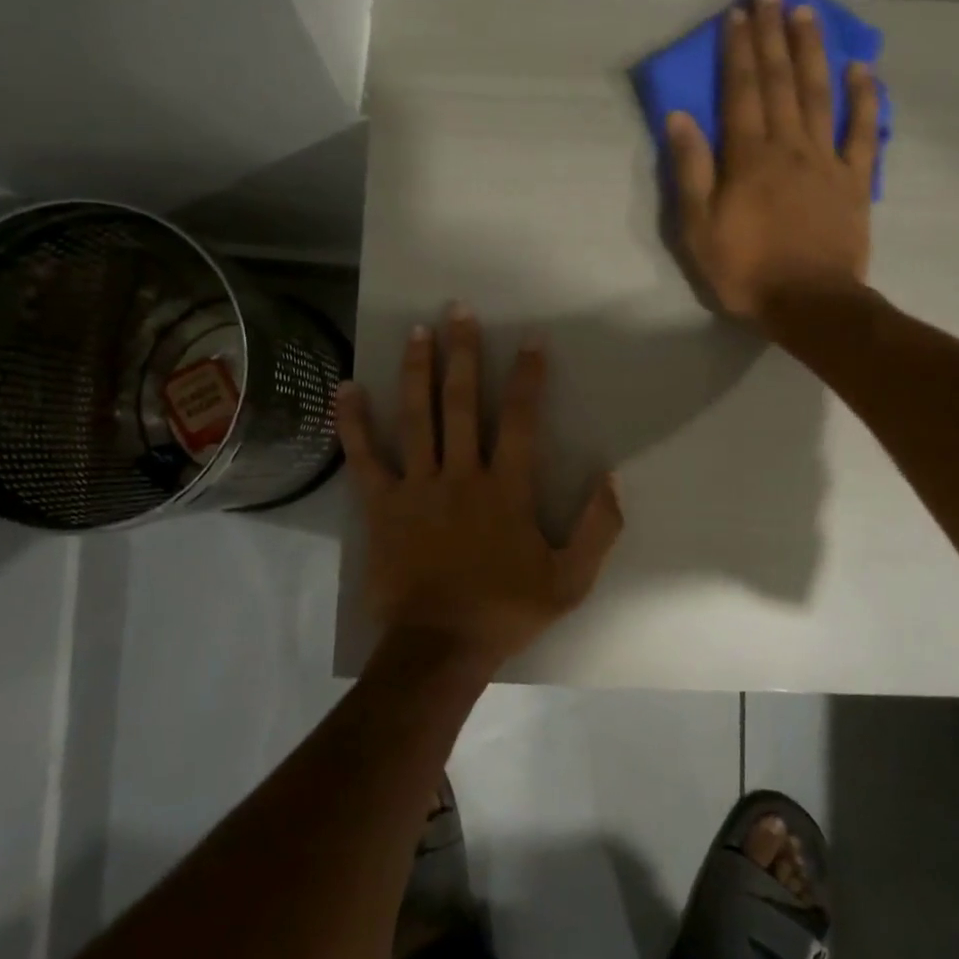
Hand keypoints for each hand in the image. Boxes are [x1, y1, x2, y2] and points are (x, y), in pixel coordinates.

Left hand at [334, 305, 623, 673]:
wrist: (439, 646)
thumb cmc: (505, 611)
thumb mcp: (570, 580)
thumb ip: (597, 528)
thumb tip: (612, 477)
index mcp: (506, 489)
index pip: (522, 420)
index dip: (529, 377)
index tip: (531, 340)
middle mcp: (461, 474)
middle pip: (462, 403)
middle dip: (463, 354)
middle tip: (458, 311)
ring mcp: (417, 487)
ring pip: (417, 417)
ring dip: (417, 371)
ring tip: (416, 331)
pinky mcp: (382, 505)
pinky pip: (364, 457)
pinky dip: (354, 422)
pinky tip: (346, 388)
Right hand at [665, 0, 878, 325]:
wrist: (809, 304)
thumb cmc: (746, 271)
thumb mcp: (699, 229)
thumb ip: (691, 171)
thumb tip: (680, 117)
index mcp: (748, 158)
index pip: (741, 91)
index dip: (737, 51)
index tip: (736, 14)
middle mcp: (789, 146)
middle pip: (780, 82)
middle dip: (772, 35)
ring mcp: (826, 160)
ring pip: (819, 94)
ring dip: (812, 51)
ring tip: (807, 12)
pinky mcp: (855, 180)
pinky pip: (861, 131)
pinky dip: (864, 97)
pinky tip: (861, 68)